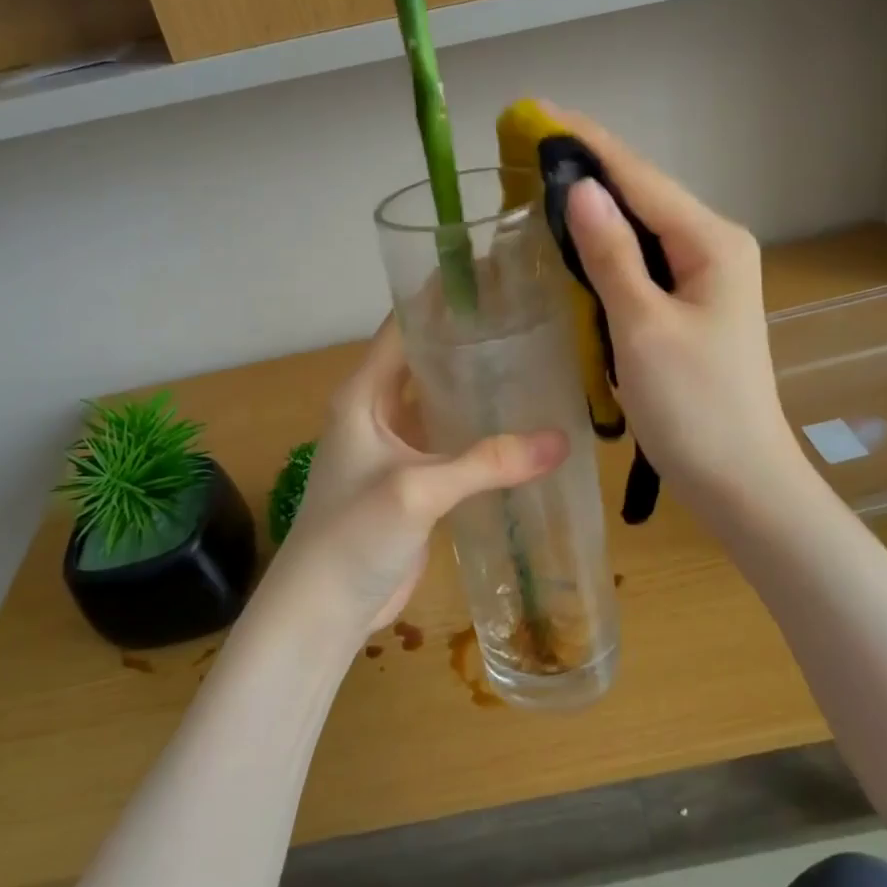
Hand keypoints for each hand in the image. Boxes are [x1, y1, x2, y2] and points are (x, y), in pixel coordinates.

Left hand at [275, 319, 568, 636]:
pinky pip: (451, 443)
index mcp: (365, 394)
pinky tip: (522, 426)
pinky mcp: (414, 481)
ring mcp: (396, 448)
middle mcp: (378, 411)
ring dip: (477, 387)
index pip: (402, 327)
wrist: (324, 610)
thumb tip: (562, 440)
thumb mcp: (417, 490)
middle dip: (469, 340)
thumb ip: (486, 463)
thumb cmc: (352, 536)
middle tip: (529, 319)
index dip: (441, 298)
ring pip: (441, 402)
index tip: (491, 275)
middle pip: (426, 360)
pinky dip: (481, 433)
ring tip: (534, 363)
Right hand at [546, 106, 811, 520]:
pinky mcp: (688, 305)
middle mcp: (713, 247)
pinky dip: (603, 248)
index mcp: (711, 242)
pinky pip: (640, 261)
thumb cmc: (694, 407)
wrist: (738, 479)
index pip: (640, 177)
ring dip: (592, 207)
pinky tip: (570, 242)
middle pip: (641, 195)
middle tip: (525, 148)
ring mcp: (703, 277)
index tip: (536, 112)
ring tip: (538, 183)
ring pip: (639, 228)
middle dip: (586, 169)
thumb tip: (579, 187)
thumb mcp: (644, 327)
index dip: (587, 143)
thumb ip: (611, 254)